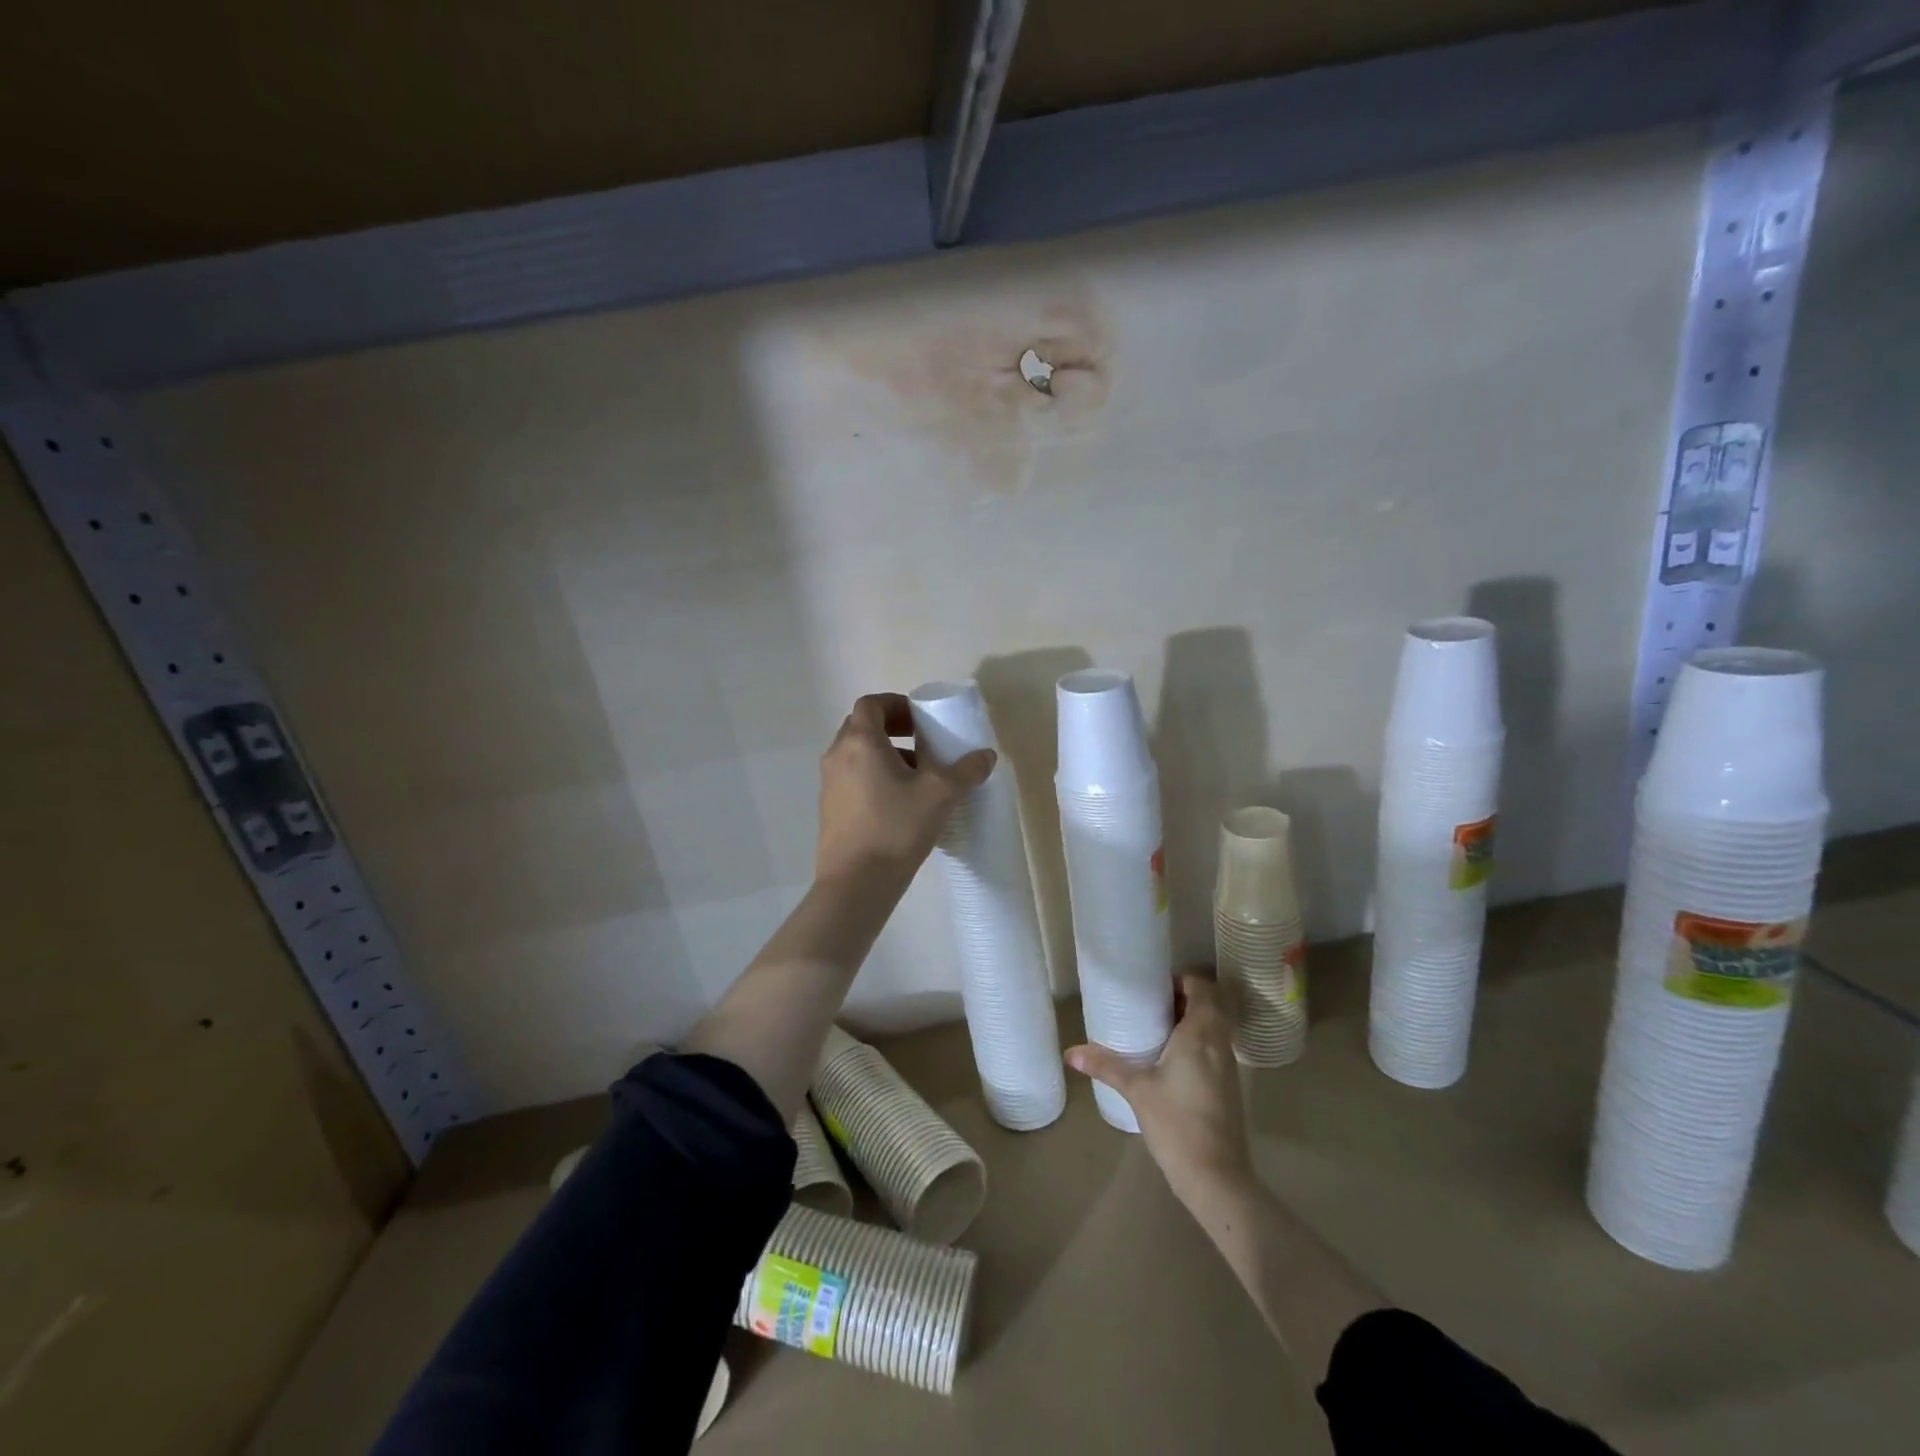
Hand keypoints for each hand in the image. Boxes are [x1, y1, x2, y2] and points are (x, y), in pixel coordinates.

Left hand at [815, 693, 995, 885]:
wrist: (856, 883)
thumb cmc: (896, 828)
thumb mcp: (940, 795)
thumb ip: (966, 771)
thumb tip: (986, 756)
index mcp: (860, 742)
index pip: (871, 704)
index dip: (896, 704)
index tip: (921, 719)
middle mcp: (837, 755)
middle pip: (862, 726)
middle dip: (892, 728)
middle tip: (922, 743)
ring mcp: (828, 783)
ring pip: (856, 754)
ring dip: (885, 754)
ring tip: (916, 776)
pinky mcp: (828, 808)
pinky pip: (851, 777)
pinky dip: (873, 776)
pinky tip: (899, 804)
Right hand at [1066, 973, 1253, 1208]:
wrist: (1216, 1177)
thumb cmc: (1176, 1123)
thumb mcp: (1136, 1090)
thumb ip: (1105, 1065)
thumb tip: (1070, 1052)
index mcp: (1200, 1034)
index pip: (1203, 988)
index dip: (1182, 980)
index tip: (1155, 986)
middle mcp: (1219, 1044)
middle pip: (1210, 1005)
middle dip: (1184, 998)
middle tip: (1151, 1004)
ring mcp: (1227, 1066)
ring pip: (1214, 1027)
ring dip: (1191, 1020)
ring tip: (1157, 1027)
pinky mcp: (1227, 1086)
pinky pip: (1214, 1048)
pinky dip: (1197, 1042)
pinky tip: (1170, 1059)